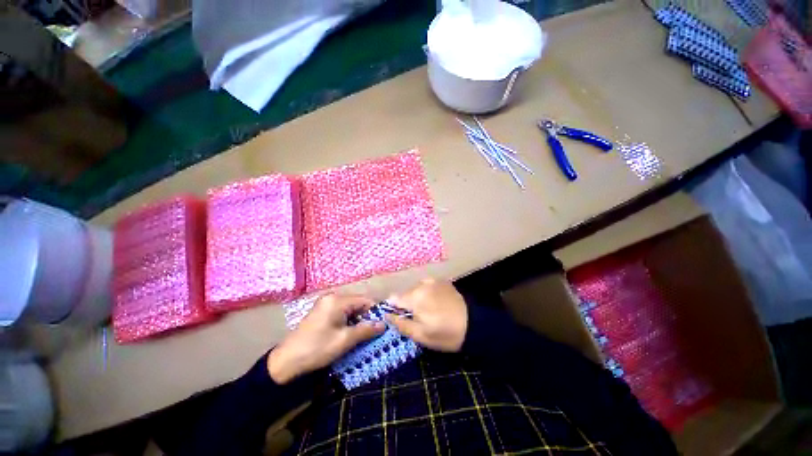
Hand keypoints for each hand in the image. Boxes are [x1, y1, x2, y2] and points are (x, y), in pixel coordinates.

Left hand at [268, 294, 384, 383]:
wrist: (286, 361)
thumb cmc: (317, 349)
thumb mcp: (345, 340)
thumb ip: (366, 330)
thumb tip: (383, 324)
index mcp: (338, 300)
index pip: (365, 300)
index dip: (376, 311)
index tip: (383, 325)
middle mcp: (332, 296)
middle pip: (358, 302)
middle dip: (367, 316)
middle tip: (373, 332)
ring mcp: (326, 303)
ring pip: (350, 307)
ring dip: (358, 319)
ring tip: (363, 334)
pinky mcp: (322, 310)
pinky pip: (342, 311)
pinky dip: (348, 320)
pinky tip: (349, 332)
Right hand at [385, 278, 467, 351]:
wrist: (474, 326)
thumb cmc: (445, 334)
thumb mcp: (421, 335)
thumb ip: (401, 324)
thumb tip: (386, 315)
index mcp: (415, 297)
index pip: (394, 298)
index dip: (394, 308)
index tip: (400, 317)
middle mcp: (422, 284)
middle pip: (406, 293)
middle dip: (407, 303)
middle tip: (417, 317)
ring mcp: (434, 280)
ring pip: (417, 288)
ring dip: (417, 297)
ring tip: (428, 310)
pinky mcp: (443, 281)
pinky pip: (428, 285)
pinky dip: (427, 292)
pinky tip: (436, 302)